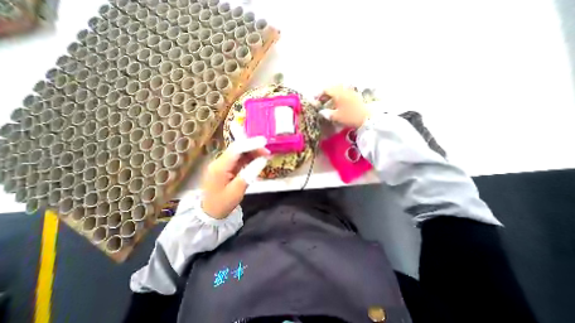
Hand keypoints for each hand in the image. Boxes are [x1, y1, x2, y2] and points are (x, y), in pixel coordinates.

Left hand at [201, 136, 268, 218]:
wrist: (209, 213)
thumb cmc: (222, 204)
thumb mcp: (237, 191)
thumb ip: (250, 173)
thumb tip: (263, 159)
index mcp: (220, 166)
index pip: (236, 149)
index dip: (251, 143)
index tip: (265, 142)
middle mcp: (219, 161)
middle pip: (237, 148)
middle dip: (253, 147)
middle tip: (268, 152)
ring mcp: (222, 164)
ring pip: (239, 153)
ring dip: (252, 152)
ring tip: (265, 155)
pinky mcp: (225, 167)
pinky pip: (238, 159)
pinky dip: (249, 158)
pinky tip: (257, 160)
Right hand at [316, 86, 370, 128]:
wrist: (366, 118)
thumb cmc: (350, 117)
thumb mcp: (337, 117)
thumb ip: (327, 113)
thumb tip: (320, 112)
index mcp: (339, 94)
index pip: (326, 89)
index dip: (319, 94)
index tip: (315, 100)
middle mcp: (344, 90)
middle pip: (333, 87)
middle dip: (325, 93)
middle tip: (321, 100)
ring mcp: (350, 92)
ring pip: (339, 89)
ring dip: (332, 94)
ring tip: (328, 101)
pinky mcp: (355, 95)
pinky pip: (344, 92)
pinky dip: (338, 95)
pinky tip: (337, 102)